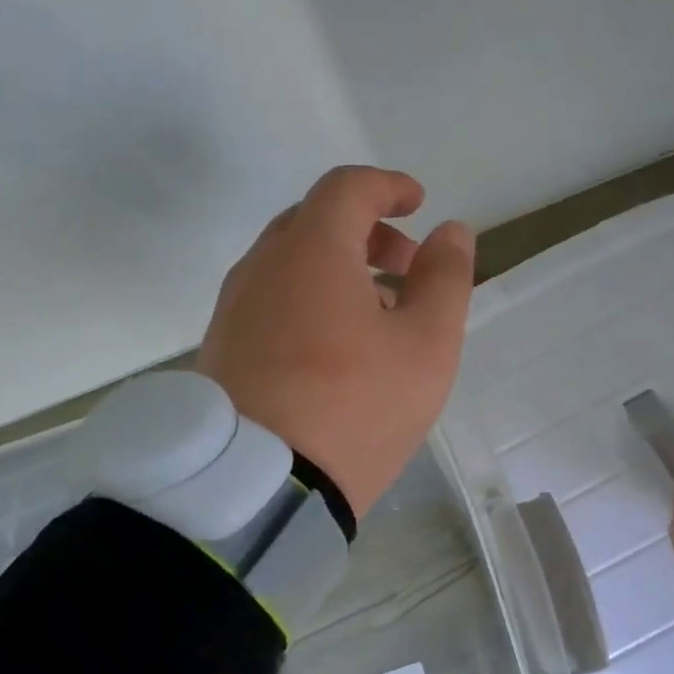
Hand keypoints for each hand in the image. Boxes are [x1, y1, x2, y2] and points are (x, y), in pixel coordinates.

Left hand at [198, 166, 475, 518]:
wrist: (262, 486)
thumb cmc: (356, 407)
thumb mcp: (426, 345)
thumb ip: (446, 279)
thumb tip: (452, 232)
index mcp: (312, 250)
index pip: (348, 189)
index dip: (388, 187)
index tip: (418, 202)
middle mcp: (262, 266)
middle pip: (315, 223)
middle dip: (367, 234)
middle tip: (408, 268)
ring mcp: (233, 309)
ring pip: (290, 266)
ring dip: (339, 271)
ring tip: (380, 316)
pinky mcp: (221, 350)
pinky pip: (271, 303)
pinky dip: (309, 302)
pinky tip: (335, 350)